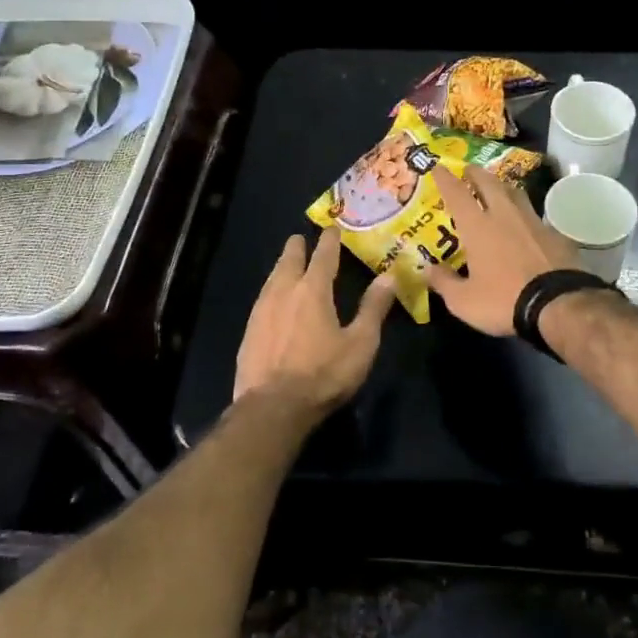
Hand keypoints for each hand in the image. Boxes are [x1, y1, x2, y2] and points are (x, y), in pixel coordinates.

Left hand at [235, 228, 395, 413]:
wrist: (272, 407)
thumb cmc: (323, 374)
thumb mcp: (360, 343)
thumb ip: (373, 308)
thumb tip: (388, 276)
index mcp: (312, 290)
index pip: (323, 256)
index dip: (329, 241)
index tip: (332, 229)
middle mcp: (283, 292)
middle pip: (289, 260)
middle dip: (297, 247)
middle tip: (302, 238)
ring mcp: (261, 311)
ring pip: (272, 278)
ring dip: (282, 267)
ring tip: (288, 264)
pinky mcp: (248, 332)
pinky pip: (262, 300)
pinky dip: (272, 291)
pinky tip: (273, 301)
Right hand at [423, 165, 581, 335]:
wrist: (559, 304)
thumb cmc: (504, 300)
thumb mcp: (464, 301)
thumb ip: (444, 282)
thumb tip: (428, 269)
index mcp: (478, 227)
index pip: (457, 194)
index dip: (445, 179)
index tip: (438, 166)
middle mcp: (505, 215)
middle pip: (489, 183)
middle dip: (476, 173)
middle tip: (469, 170)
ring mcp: (533, 222)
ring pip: (516, 193)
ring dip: (503, 187)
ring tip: (497, 188)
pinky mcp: (554, 234)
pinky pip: (535, 216)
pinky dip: (524, 214)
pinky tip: (525, 224)